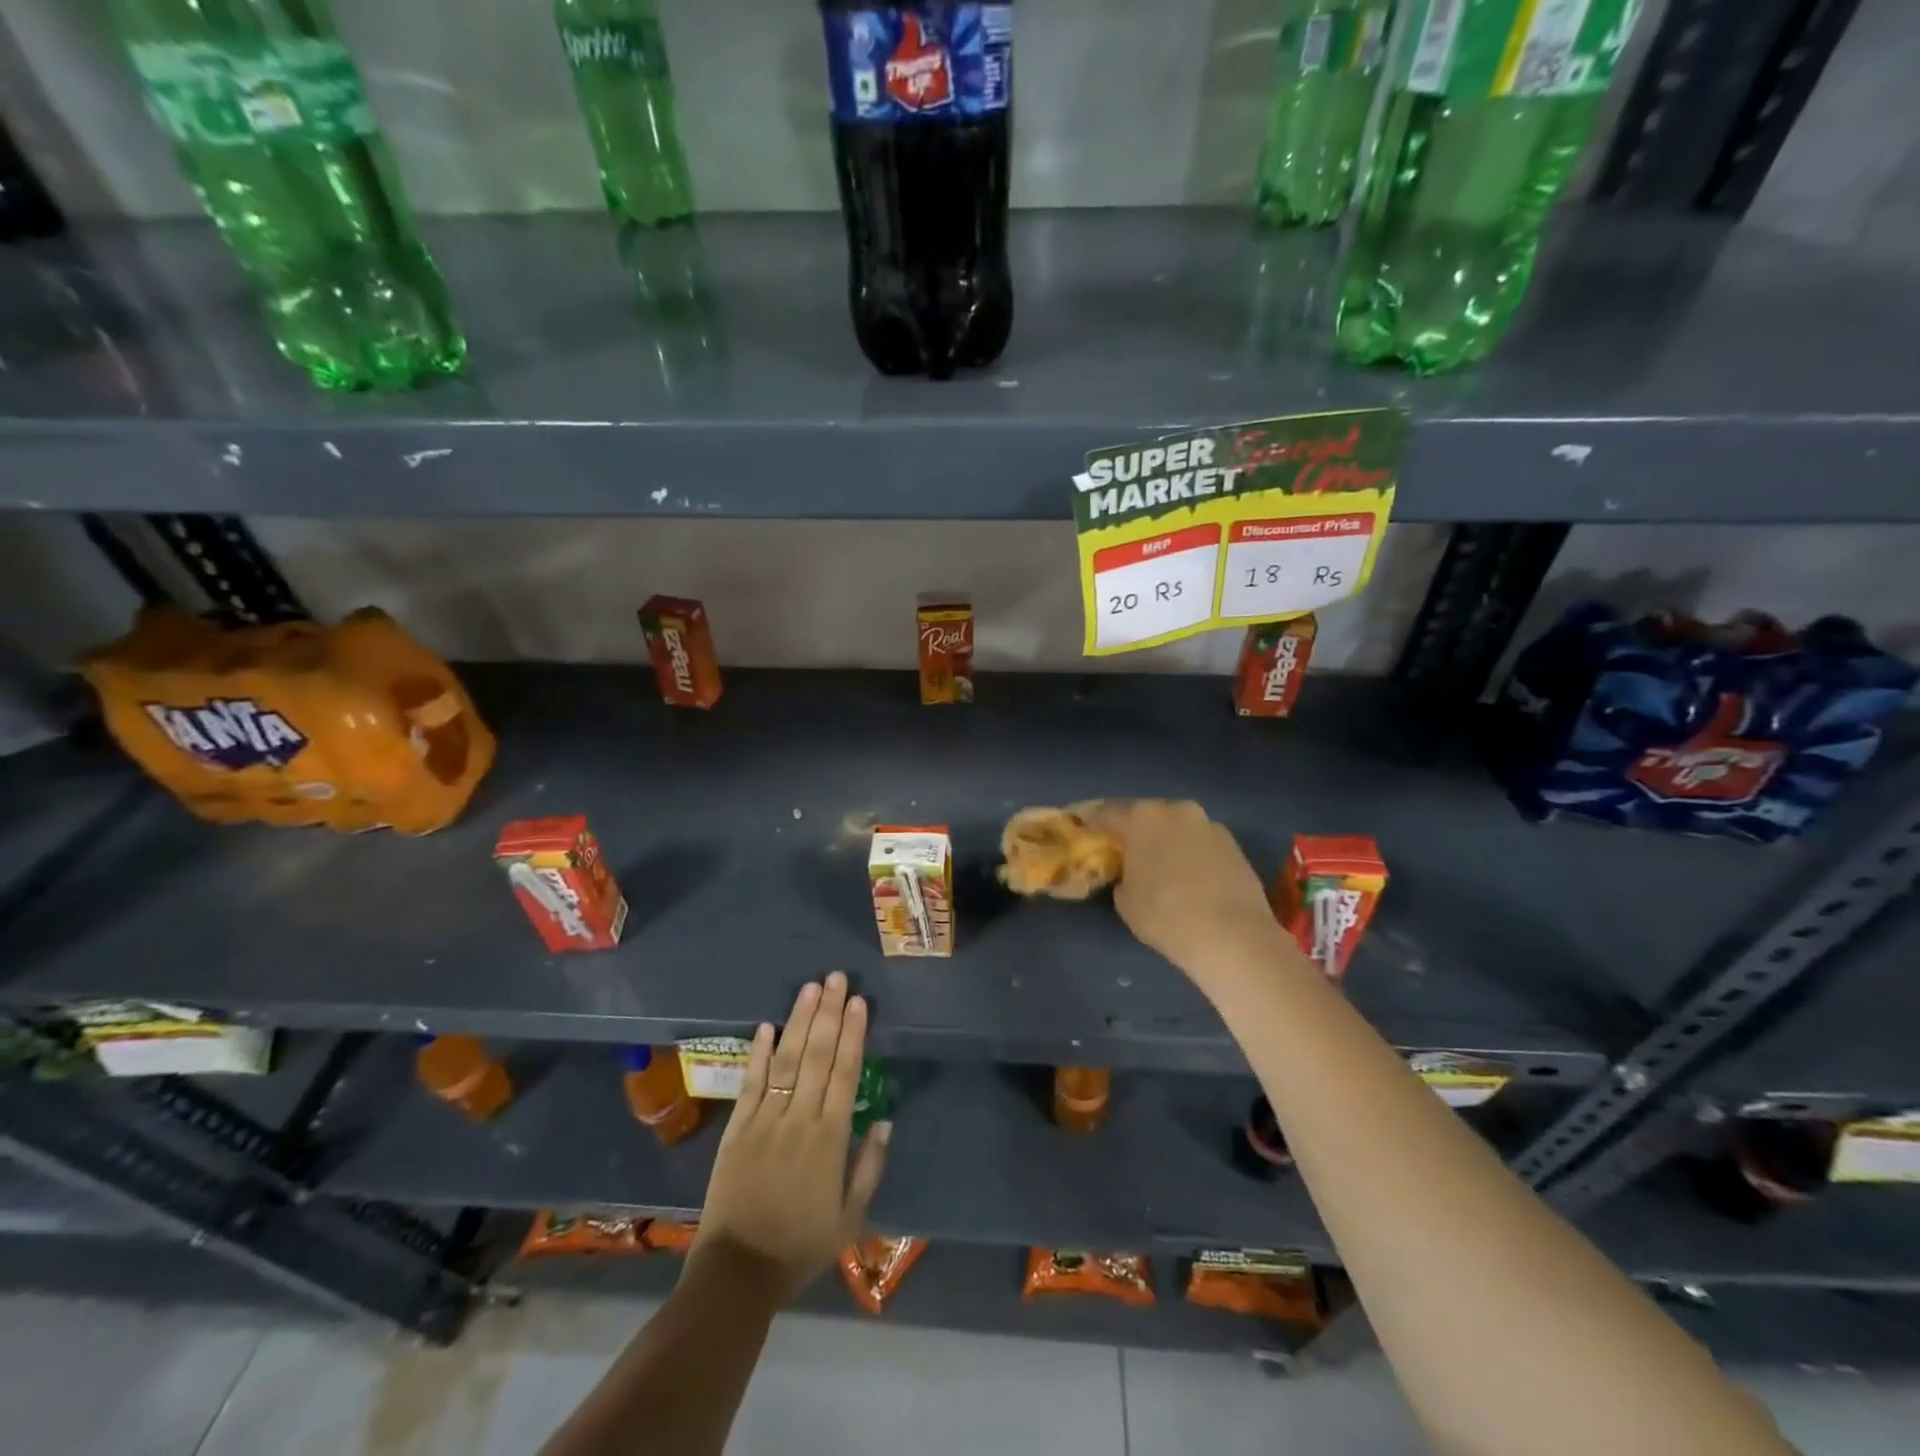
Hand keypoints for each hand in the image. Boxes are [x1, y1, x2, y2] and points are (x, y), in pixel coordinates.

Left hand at [690, 972, 889, 1302]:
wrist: (737, 1274)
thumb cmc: (800, 1247)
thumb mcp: (851, 1218)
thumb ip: (870, 1166)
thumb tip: (886, 1120)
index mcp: (830, 1138)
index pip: (846, 1072)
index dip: (853, 1034)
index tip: (860, 1002)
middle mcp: (799, 1119)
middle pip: (818, 1055)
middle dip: (829, 1013)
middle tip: (837, 978)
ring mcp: (764, 1120)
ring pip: (787, 1060)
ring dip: (799, 1020)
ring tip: (810, 988)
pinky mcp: (736, 1128)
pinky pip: (750, 1083)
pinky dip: (759, 1053)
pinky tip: (767, 1025)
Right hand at [1084, 799, 1295, 994]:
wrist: (1232, 935)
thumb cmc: (1165, 915)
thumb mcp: (1124, 900)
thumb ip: (1121, 877)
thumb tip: (1131, 873)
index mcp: (1141, 817)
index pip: (1105, 813)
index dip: (1091, 823)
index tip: (1083, 832)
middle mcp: (1176, 810)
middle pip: (1145, 815)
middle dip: (1133, 830)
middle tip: (1122, 849)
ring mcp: (1209, 825)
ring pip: (1177, 827)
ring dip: (1165, 840)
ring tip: (1159, 864)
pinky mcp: (1234, 845)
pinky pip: (1200, 844)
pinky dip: (1190, 854)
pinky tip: (1188, 877)